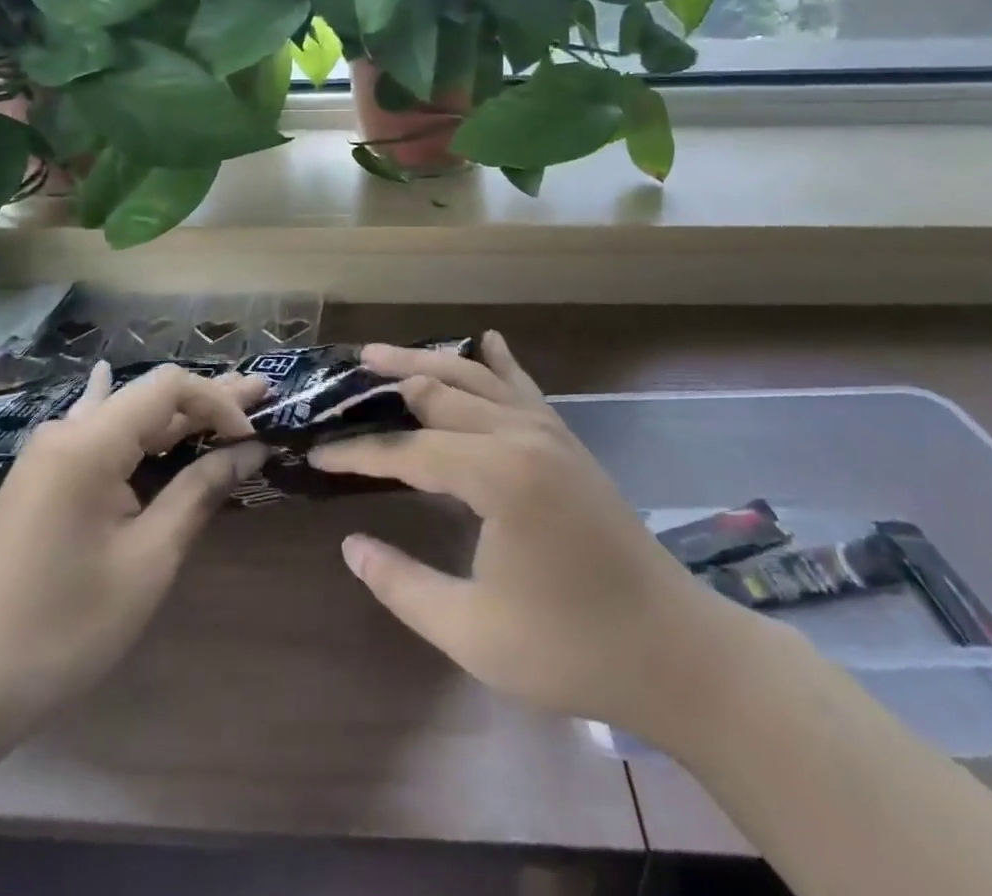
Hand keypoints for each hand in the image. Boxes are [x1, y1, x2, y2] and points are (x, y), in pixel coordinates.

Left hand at [0, 363, 266, 737]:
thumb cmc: (66, 625)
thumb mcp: (149, 560)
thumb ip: (199, 493)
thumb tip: (249, 451)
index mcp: (90, 444)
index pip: (169, 389)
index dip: (219, 402)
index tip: (254, 437)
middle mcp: (66, 432)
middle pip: (149, 397)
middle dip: (207, 400)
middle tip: (261, 393)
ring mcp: (47, 453)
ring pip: (123, 414)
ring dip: (173, 412)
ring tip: (221, 398)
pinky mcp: (40, 477)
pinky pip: (94, 431)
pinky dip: (126, 419)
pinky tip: (108, 378)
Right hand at [308, 332, 763, 755]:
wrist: (674, 651)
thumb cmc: (570, 647)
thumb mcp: (472, 631)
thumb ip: (402, 585)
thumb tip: (351, 545)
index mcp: (497, 475)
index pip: (409, 452)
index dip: (359, 454)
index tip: (318, 455)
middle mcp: (521, 436)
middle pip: (440, 391)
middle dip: (389, 383)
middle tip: (345, 378)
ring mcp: (550, 432)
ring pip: (478, 377)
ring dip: (430, 361)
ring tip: (386, 353)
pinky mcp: (568, 442)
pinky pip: (523, 387)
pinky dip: (499, 363)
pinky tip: (488, 340)